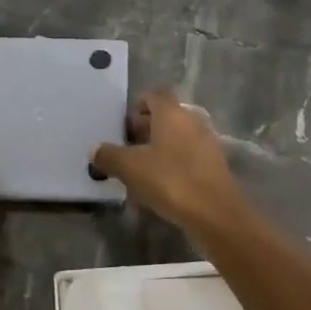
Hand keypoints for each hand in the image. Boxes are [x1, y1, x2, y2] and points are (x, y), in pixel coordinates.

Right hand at [90, 90, 246, 232]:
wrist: (215, 214)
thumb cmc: (170, 180)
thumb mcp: (130, 168)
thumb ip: (109, 155)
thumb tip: (95, 149)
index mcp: (172, 114)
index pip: (155, 95)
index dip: (137, 105)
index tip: (123, 125)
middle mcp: (192, 122)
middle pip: (166, 116)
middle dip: (145, 128)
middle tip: (126, 147)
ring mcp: (206, 144)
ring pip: (177, 137)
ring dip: (158, 147)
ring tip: (140, 168)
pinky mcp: (213, 166)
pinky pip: (188, 156)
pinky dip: (172, 163)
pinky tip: (160, 185)